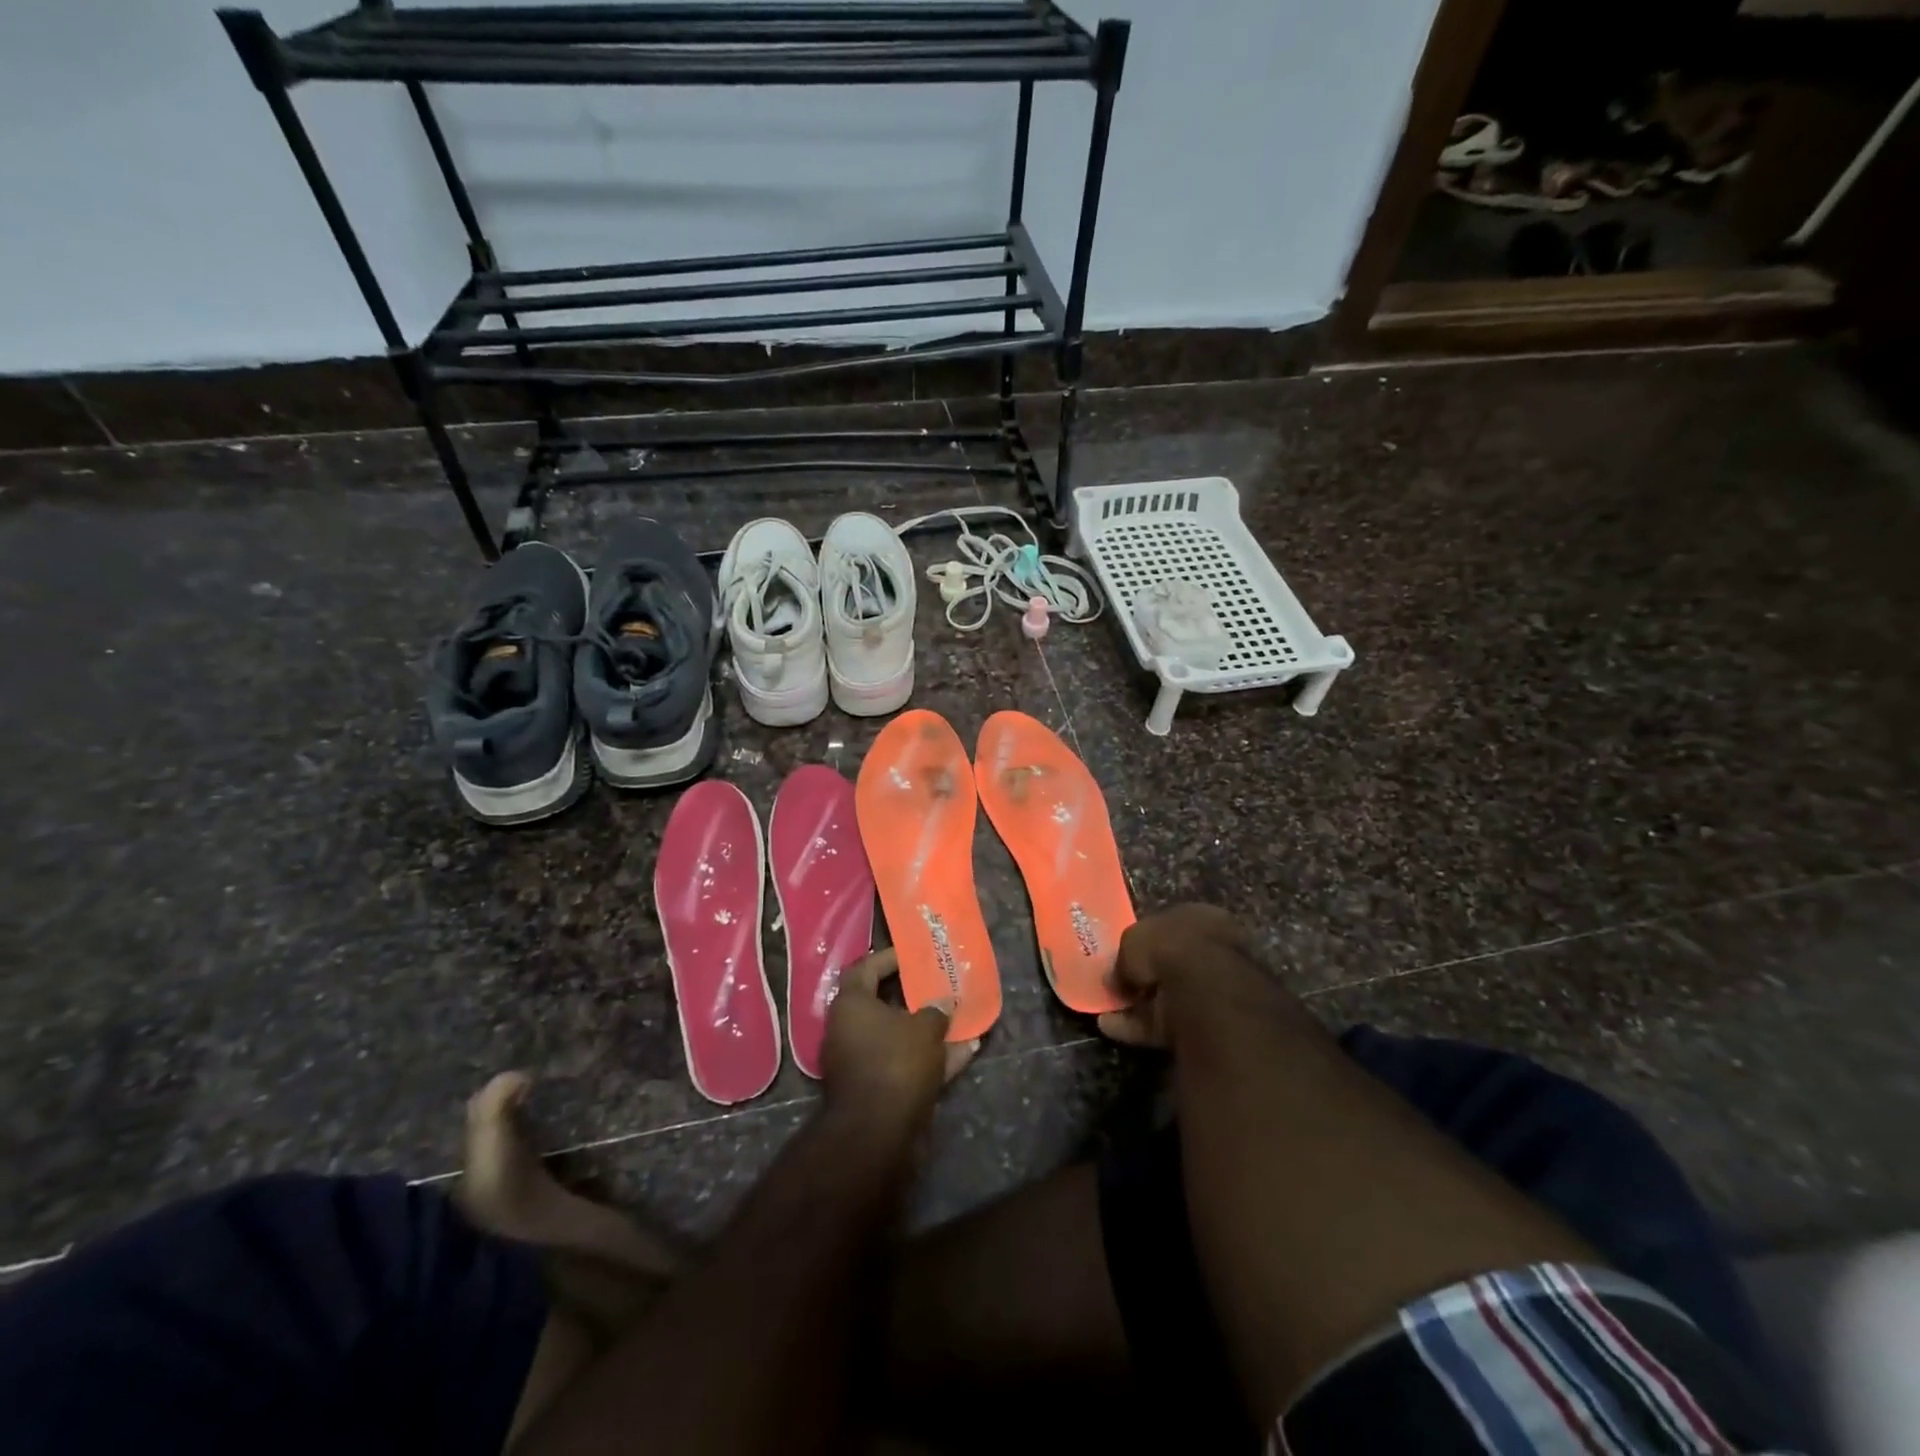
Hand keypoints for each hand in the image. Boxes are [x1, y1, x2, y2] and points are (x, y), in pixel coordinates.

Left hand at [821, 948, 980, 1134]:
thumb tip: (942, 1003)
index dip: (889, 958)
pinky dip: (931, 1058)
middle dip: (914, 996)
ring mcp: (860, 1062)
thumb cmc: (896, 1063)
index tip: (913, 954)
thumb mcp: (924, 1028)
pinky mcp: (876, 1089)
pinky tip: (964, 1052)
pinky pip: (905, 1064)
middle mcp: (849, 1030)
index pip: (866, 968)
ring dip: (927, 1030)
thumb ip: (935, 1010)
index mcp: (851, 1005)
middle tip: (939, 985)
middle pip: (883, 1004)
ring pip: (898, 1037)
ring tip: (960, 1018)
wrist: (878, 1133)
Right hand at [1098, 904, 1264, 1049]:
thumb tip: (1115, 975)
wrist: (1204, 992)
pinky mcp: (1205, 1024)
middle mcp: (1212, 951)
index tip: (1124, 954)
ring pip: (1167, 996)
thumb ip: (1124, 955)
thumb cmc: (1170, 948)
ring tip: (1104, 1011)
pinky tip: (1110, 1027)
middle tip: (1116, 984)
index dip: (1145, 941)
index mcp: (1202, 918)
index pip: (1170, 927)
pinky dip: (1137, 1027)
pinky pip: (1165, 1023)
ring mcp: (1213, 990)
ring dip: (1137, 1004)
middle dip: (1143, 976)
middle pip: (1170, 965)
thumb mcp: (1134, 938)